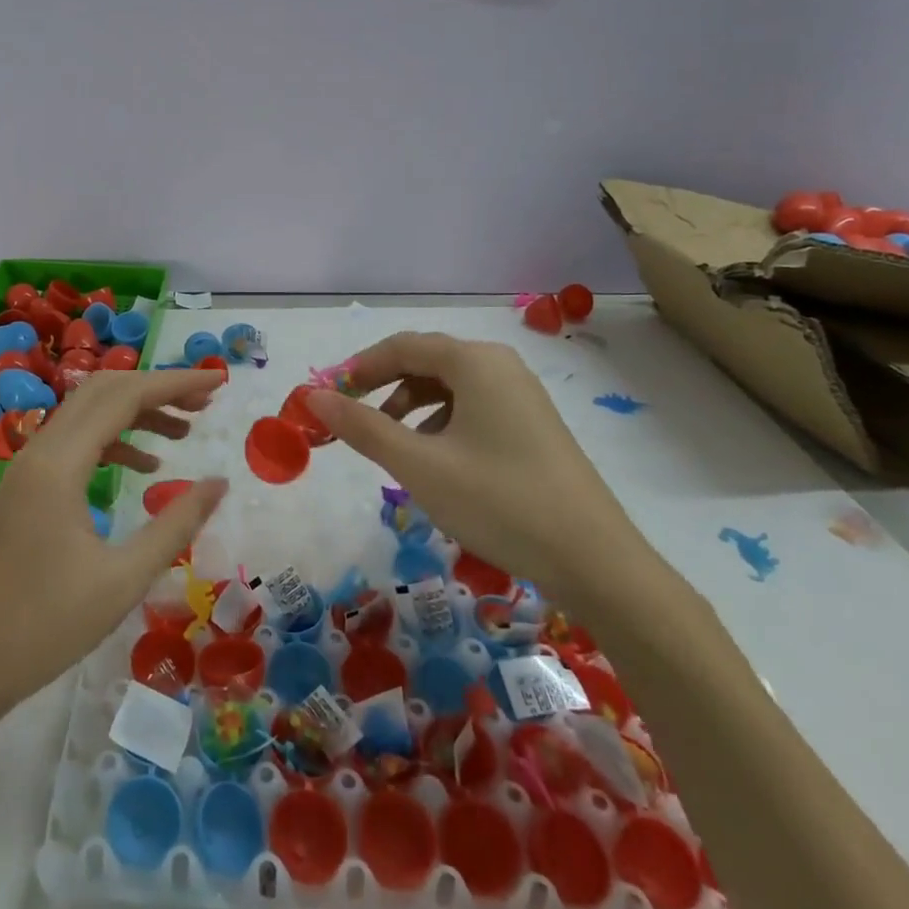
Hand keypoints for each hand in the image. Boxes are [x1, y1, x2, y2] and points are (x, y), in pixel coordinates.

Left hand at [0, 369, 227, 715]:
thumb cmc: (44, 627)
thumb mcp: (123, 579)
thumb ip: (176, 524)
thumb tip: (220, 484)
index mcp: (60, 464)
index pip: (124, 396)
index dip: (174, 382)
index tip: (217, 382)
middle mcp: (40, 451)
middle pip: (103, 391)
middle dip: (156, 388)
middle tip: (205, 401)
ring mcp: (27, 469)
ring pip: (87, 415)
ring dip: (135, 413)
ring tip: (184, 431)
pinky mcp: (23, 490)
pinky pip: (74, 444)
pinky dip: (113, 441)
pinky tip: (144, 468)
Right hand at [308, 333, 644, 594]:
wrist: (595, 562)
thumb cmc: (499, 502)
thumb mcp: (418, 465)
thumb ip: (362, 426)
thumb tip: (313, 397)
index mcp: (475, 362)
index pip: (401, 346)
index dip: (357, 368)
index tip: (326, 398)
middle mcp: (500, 366)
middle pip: (425, 362)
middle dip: (381, 388)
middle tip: (350, 421)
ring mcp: (521, 396)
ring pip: (448, 387)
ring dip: (410, 408)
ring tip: (391, 447)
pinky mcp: (532, 426)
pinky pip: (472, 408)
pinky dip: (440, 424)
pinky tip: (435, 461)